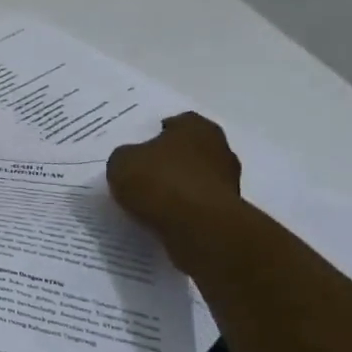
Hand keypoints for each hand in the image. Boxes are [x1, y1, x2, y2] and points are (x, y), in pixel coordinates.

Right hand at [107, 113, 243, 270]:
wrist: (198, 228)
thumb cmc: (160, 182)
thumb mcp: (122, 162)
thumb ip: (126, 157)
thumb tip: (132, 162)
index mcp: (196, 127)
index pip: (177, 123)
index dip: (156, 135)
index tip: (139, 150)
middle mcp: (220, 149)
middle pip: (190, 152)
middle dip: (170, 161)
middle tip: (144, 174)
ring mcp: (229, 183)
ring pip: (196, 180)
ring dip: (179, 188)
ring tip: (151, 202)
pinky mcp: (229, 213)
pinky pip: (199, 206)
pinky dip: (185, 211)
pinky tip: (164, 219)